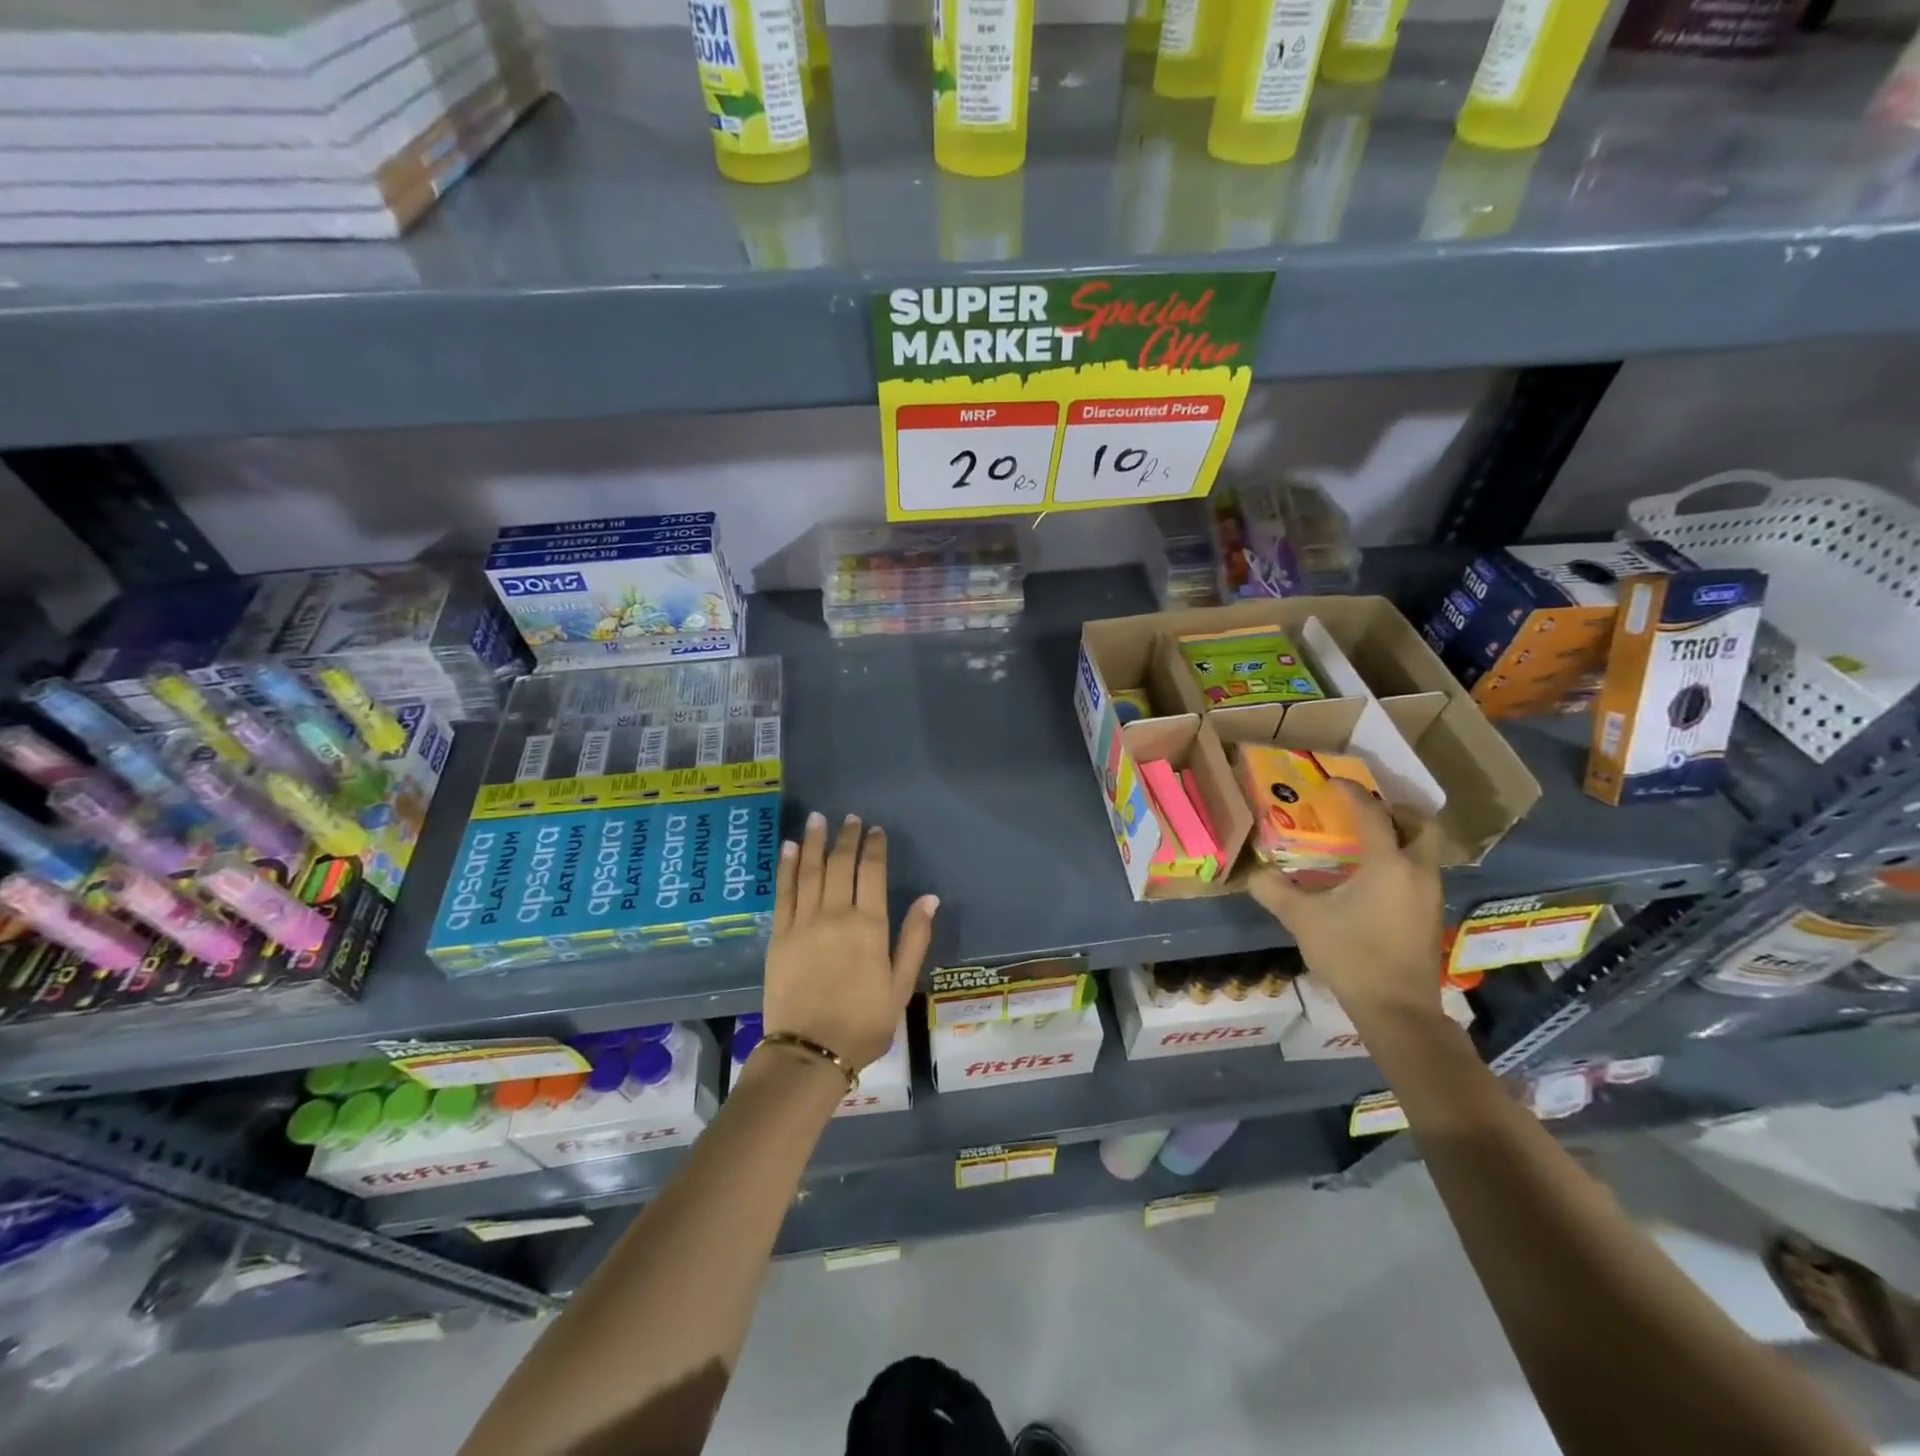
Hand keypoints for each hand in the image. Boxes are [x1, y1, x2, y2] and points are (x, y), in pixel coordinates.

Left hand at [762, 811, 938, 1069]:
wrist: (811, 1052)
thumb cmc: (864, 1022)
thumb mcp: (901, 985)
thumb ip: (914, 938)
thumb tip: (929, 898)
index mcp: (868, 926)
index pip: (871, 873)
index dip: (874, 848)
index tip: (875, 830)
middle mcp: (835, 915)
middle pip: (840, 865)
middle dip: (846, 837)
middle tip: (850, 818)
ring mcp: (803, 923)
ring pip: (809, 871)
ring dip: (813, 842)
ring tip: (817, 818)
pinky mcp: (779, 936)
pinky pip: (784, 893)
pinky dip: (786, 867)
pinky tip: (788, 848)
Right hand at [1248, 781, 1445, 1024]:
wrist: (1397, 1010)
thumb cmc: (1351, 956)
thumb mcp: (1303, 920)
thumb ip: (1275, 891)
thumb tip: (1255, 873)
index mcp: (1388, 865)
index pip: (1373, 815)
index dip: (1353, 794)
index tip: (1333, 782)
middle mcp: (1417, 872)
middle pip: (1421, 826)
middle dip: (1396, 811)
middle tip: (1365, 811)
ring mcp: (1430, 896)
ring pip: (1423, 851)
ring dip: (1399, 837)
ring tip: (1363, 842)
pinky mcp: (1430, 917)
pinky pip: (1419, 872)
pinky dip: (1400, 862)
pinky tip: (1370, 878)